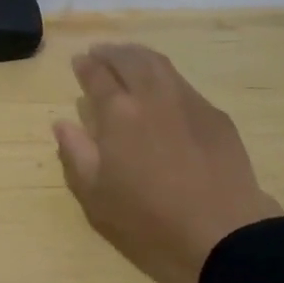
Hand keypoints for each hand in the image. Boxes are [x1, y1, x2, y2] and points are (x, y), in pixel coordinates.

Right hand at [54, 43, 283, 282]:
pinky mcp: (214, 115)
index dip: (86, 66)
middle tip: (100, 52)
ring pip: (159, 64)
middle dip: (111, 52)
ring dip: (138, 56)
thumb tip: (62, 123)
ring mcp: (187, 101)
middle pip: (129, 59)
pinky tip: (163, 89)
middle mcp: (152, 96)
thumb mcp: (96, 194)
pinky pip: (183, 83)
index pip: (97, 76)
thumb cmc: (148, 217)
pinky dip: (165, 76)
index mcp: (118, 113)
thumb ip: (76, 153)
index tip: (79, 61)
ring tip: (128, 58)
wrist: (221, 230)